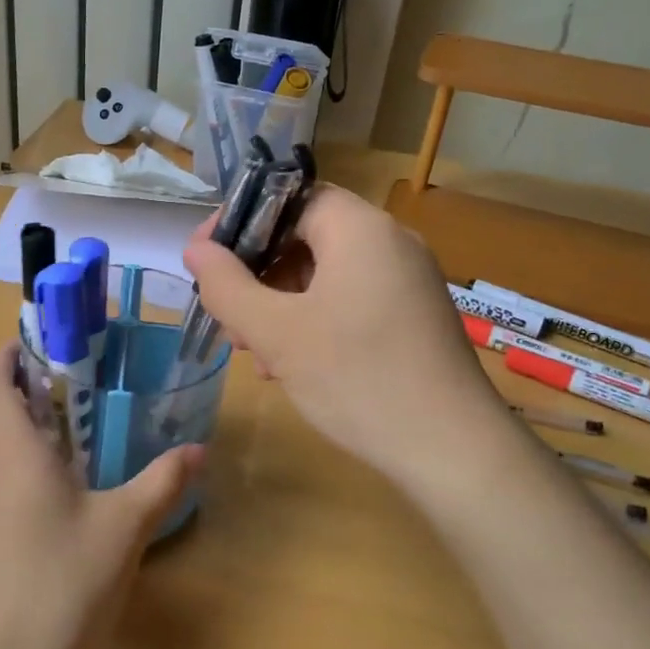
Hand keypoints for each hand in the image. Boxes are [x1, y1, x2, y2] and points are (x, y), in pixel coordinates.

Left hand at [0, 344, 201, 648]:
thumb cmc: (63, 582)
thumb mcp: (124, 527)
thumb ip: (161, 481)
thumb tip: (198, 449)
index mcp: (8, 447)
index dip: (9, 352)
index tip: (44, 341)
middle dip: (3, 376)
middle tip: (53, 374)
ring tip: (42, 413)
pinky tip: (32, 472)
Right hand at [182, 185, 503, 491]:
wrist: (452, 450)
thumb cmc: (357, 378)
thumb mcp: (277, 332)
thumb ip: (228, 285)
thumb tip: (196, 250)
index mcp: (360, 229)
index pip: (290, 198)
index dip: (241, 222)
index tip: (206, 259)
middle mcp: (390, 243)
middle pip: (306, 237)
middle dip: (258, 274)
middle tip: (229, 317)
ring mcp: (408, 282)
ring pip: (326, 274)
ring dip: (281, 304)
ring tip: (255, 351)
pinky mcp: (414, 318)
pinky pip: (351, 301)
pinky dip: (314, 321)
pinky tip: (291, 365)